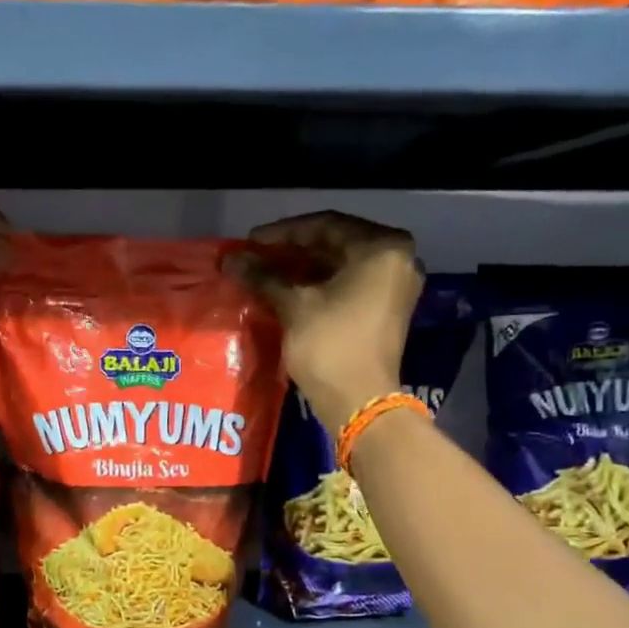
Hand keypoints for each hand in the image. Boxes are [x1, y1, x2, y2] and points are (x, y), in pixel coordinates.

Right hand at [236, 211, 422, 433]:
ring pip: (342, 266)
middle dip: (293, 251)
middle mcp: (397, 259)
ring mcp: (396, 286)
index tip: (250, 242)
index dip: (282, 233)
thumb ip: (263, 276)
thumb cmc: (330, 346)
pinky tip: (289, 292)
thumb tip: (230, 258)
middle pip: (336, 244)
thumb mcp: (294, 306)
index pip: (325, 225)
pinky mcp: (387, 310)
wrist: (359, 402)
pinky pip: (351, 285)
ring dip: (304, 269)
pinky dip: (321, 286)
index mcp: (382, 247)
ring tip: (266, 275)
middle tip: (257, 258)